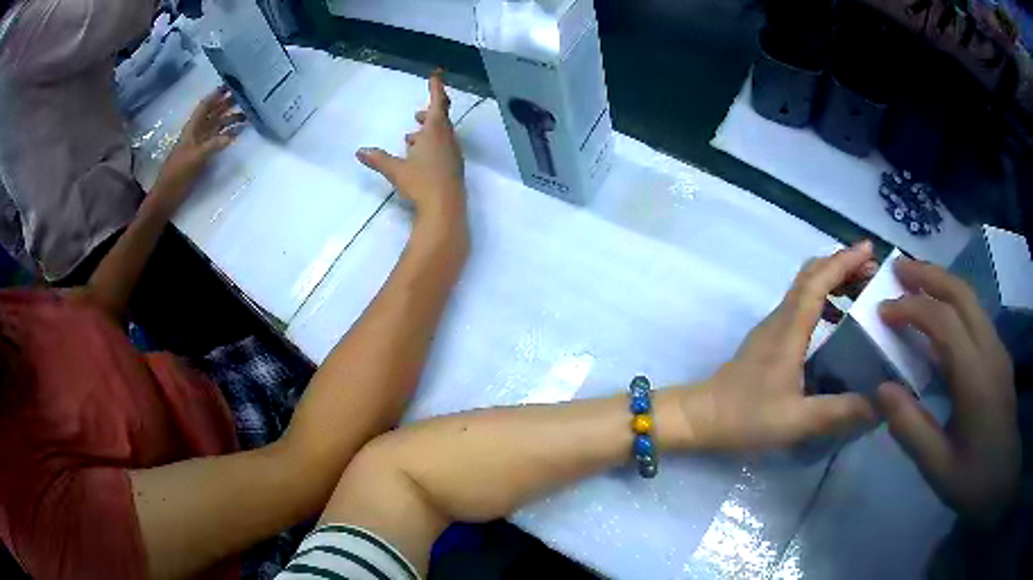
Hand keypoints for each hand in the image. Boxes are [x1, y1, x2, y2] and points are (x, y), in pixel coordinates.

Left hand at [153, 87, 243, 210]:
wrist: (167, 195)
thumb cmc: (178, 174)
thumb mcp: (195, 158)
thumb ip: (213, 145)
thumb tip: (232, 135)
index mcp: (192, 128)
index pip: (205, 106)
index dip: (216, 95)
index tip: (230, 85)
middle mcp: (196, 133)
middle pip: (213, 114)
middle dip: (226, 104)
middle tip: (244, 96)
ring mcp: (199, 144)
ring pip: (216, 126)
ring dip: (229, 120)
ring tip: (246, 115)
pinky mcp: (201, 156)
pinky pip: (217, 140)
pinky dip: (227, 135)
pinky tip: (237, 134)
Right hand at [356, 71, 465, 220]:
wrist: (446, 208)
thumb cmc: (422, 183)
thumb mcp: (396, 170)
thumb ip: (378, 159)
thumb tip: (359, 151)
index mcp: (435, 132)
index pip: (437, 104)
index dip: (436, 88)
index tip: (436, 75)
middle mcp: (447, 139)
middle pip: (441, 119)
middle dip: (428, 115)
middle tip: (416, 115)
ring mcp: (453, 154)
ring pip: (441, 136)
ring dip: (428, 133)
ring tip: (411, 140)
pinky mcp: (453, 168)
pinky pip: (443, 149)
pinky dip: (432, 146)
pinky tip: (420, 160)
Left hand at [684, 242, 879, 451]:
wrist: (701, 418)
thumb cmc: (746, 417)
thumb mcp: (797, 420)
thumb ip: (839, 412)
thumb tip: (878, 404)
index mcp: (789, 328)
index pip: (819, 280)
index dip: (844, 260)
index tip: (869, 250)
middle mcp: (781, 318)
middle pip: (812, 275)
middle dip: (842, 265)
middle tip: (872, 273)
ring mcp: (772, 326)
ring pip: (805, 287)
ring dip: (833, 280)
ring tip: (861, 292)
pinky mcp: (769, 338)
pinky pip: (800, 305)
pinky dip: (823, 300)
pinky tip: (838, 323)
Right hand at [876, 260, 1018, 525]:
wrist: (1003, 478)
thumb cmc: (973, 478)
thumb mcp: (938, 467)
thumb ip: (911, 428)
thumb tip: (881, 389)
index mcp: (975, 376)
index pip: (942, 321)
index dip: (910, 309)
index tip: (882, 311)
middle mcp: (989, 348)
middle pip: (961, 293)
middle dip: (928, 275)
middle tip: (897, 268)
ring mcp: (997, 348)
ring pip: (971, 298)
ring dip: (941, 283)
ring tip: (915, 282)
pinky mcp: (1000, 354)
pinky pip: (976, 315)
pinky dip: (954, 302)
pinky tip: (942, 319)